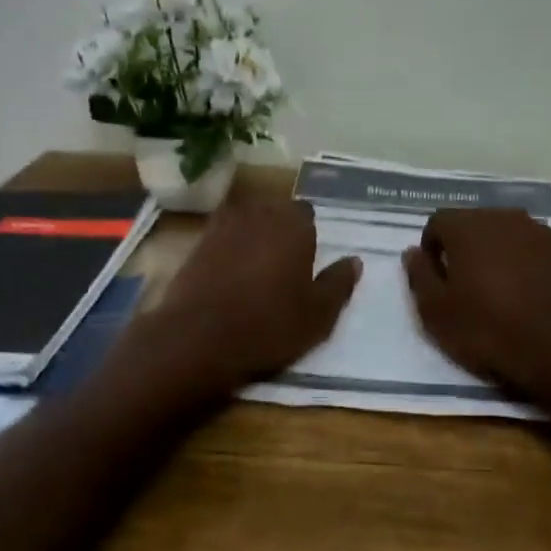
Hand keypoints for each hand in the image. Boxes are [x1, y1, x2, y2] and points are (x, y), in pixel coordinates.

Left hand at [136, 199, 360, 400]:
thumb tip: (355, 261)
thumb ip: (338, 284)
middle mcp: (258, 215)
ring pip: (245, 221)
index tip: (308, 256)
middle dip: (279, 228)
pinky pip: (220, 237)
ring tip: (257, 265)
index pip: (305, 212)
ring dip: (252, 235)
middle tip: (284, 260)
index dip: (307, 232)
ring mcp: (222, 227)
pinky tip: (230, 273)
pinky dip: (227, 248)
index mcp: (292, 225)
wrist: (198, 339)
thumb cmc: (268, 326)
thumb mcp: (318, 315)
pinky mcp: (196, 246)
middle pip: (273, 211)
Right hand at [403, 209, 550, 410]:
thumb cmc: (490, 331)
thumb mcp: (436, 313)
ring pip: (512, 234)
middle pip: (476, 223)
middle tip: (468, 284)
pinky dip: (536, 262)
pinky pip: (543, 249)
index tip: (437, 278)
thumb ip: (420, 275)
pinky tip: (538, 291)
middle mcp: (505, 218)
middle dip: (468, 247)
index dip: (433, 248)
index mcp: (468, 227)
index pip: (438, 222)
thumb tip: (413, 252)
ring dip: (503, 252)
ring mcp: (543, 231)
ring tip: (505, 289)